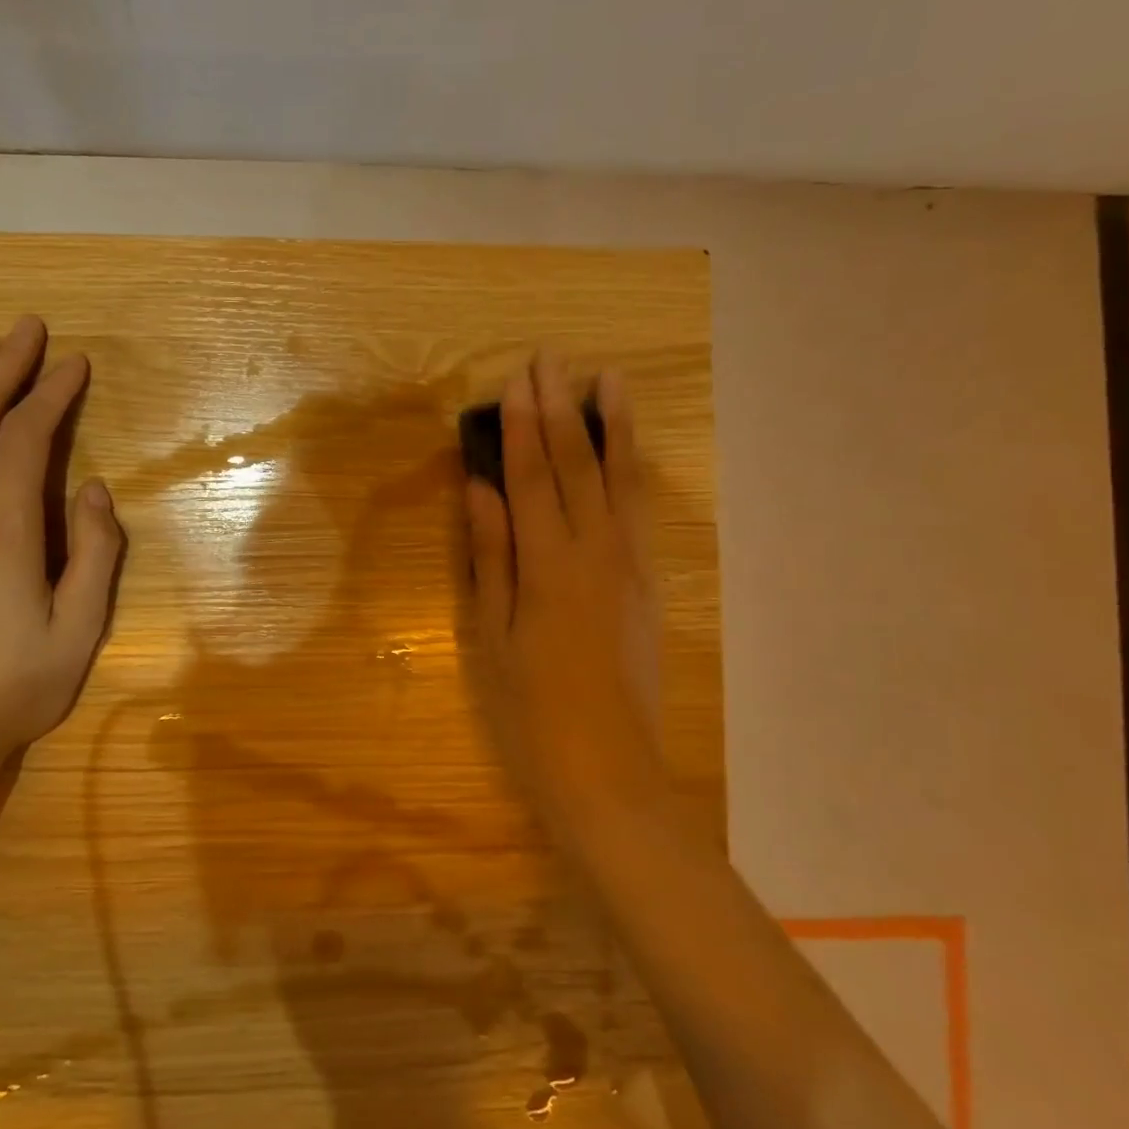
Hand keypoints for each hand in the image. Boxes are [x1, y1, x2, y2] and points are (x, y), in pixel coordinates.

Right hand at [464, 353, 668, 838]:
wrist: (608, 769)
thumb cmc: (530, 708)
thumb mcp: (491, 634)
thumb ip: (489, 555)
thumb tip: (480, 488)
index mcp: (549, 564)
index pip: (533, 476)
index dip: (523, 426)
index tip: (517, 380)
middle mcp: (597, 551)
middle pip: (578, 465)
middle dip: (563, 409)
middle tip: (552, 359)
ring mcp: (631, 566)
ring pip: (622, 481)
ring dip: (612, 427)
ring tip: (609, 380)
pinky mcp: (648, 584)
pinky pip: (640, 512)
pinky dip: (632, 472)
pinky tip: (627, 452)